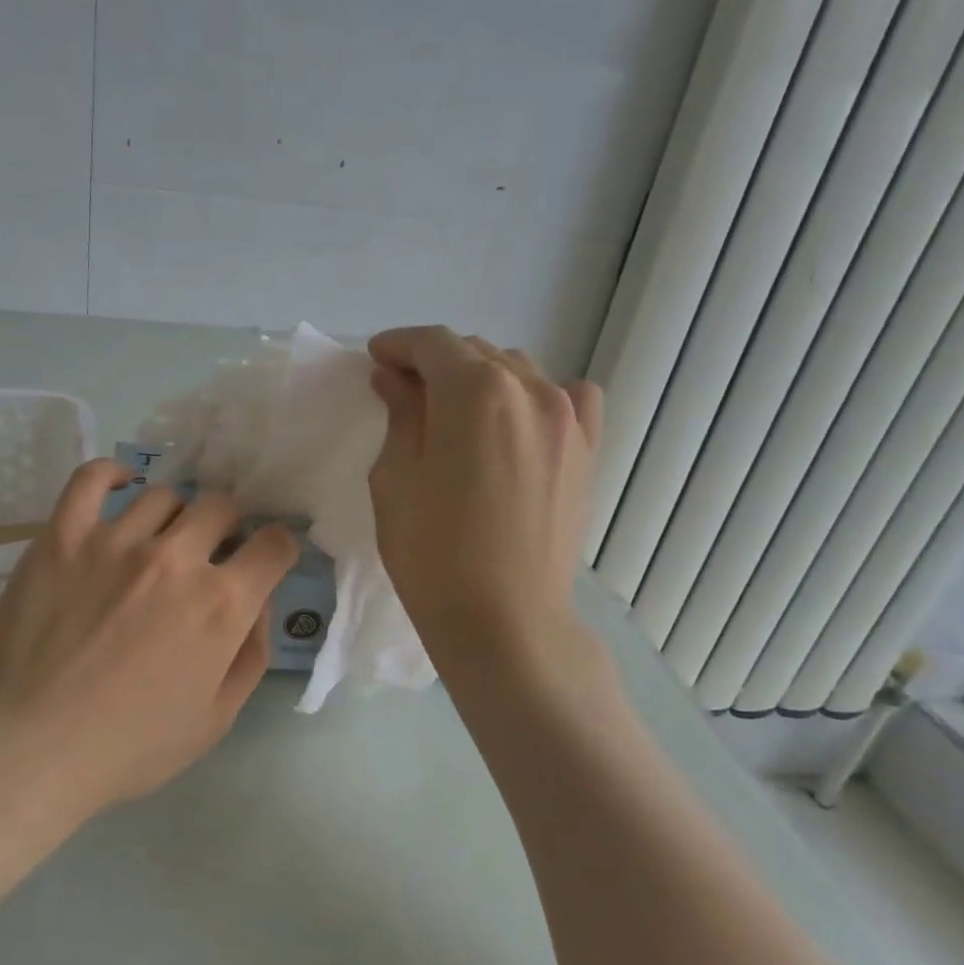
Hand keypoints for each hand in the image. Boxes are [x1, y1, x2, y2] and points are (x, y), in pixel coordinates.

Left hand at [0, 459, 298, 818]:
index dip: (277, 548)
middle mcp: (176, 558)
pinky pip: (91, 479)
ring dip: (174, 515)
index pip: (274, 544)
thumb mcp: (215, 719)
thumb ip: (252, 654)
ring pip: (164, 495)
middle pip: (220, 506)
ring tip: (158, 540)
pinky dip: (112, 474)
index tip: (264, 559)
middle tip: (208, 552)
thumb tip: (260, 601)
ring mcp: (115, 540)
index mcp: (221, 604)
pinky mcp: (63, 535)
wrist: (28, 748)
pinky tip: (121, 486)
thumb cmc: (128, 746)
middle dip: (227, 526)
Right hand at [365, 326, 601, 671]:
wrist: (504, 621)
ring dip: (479, 377)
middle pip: (475, 352)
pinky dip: (536, 395)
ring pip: (516, 370)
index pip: (432, 344)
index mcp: (474, 392)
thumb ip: (400, 415)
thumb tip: (395, 379)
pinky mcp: (587, 449)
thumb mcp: (396, 478)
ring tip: (453, 409)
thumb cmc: (433, 554)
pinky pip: (567, 397)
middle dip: (434, 362)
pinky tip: (517, 420)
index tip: (376, 359)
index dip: (398, 345)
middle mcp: (529, 389)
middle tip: (402, 390)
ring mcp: (568, 418)